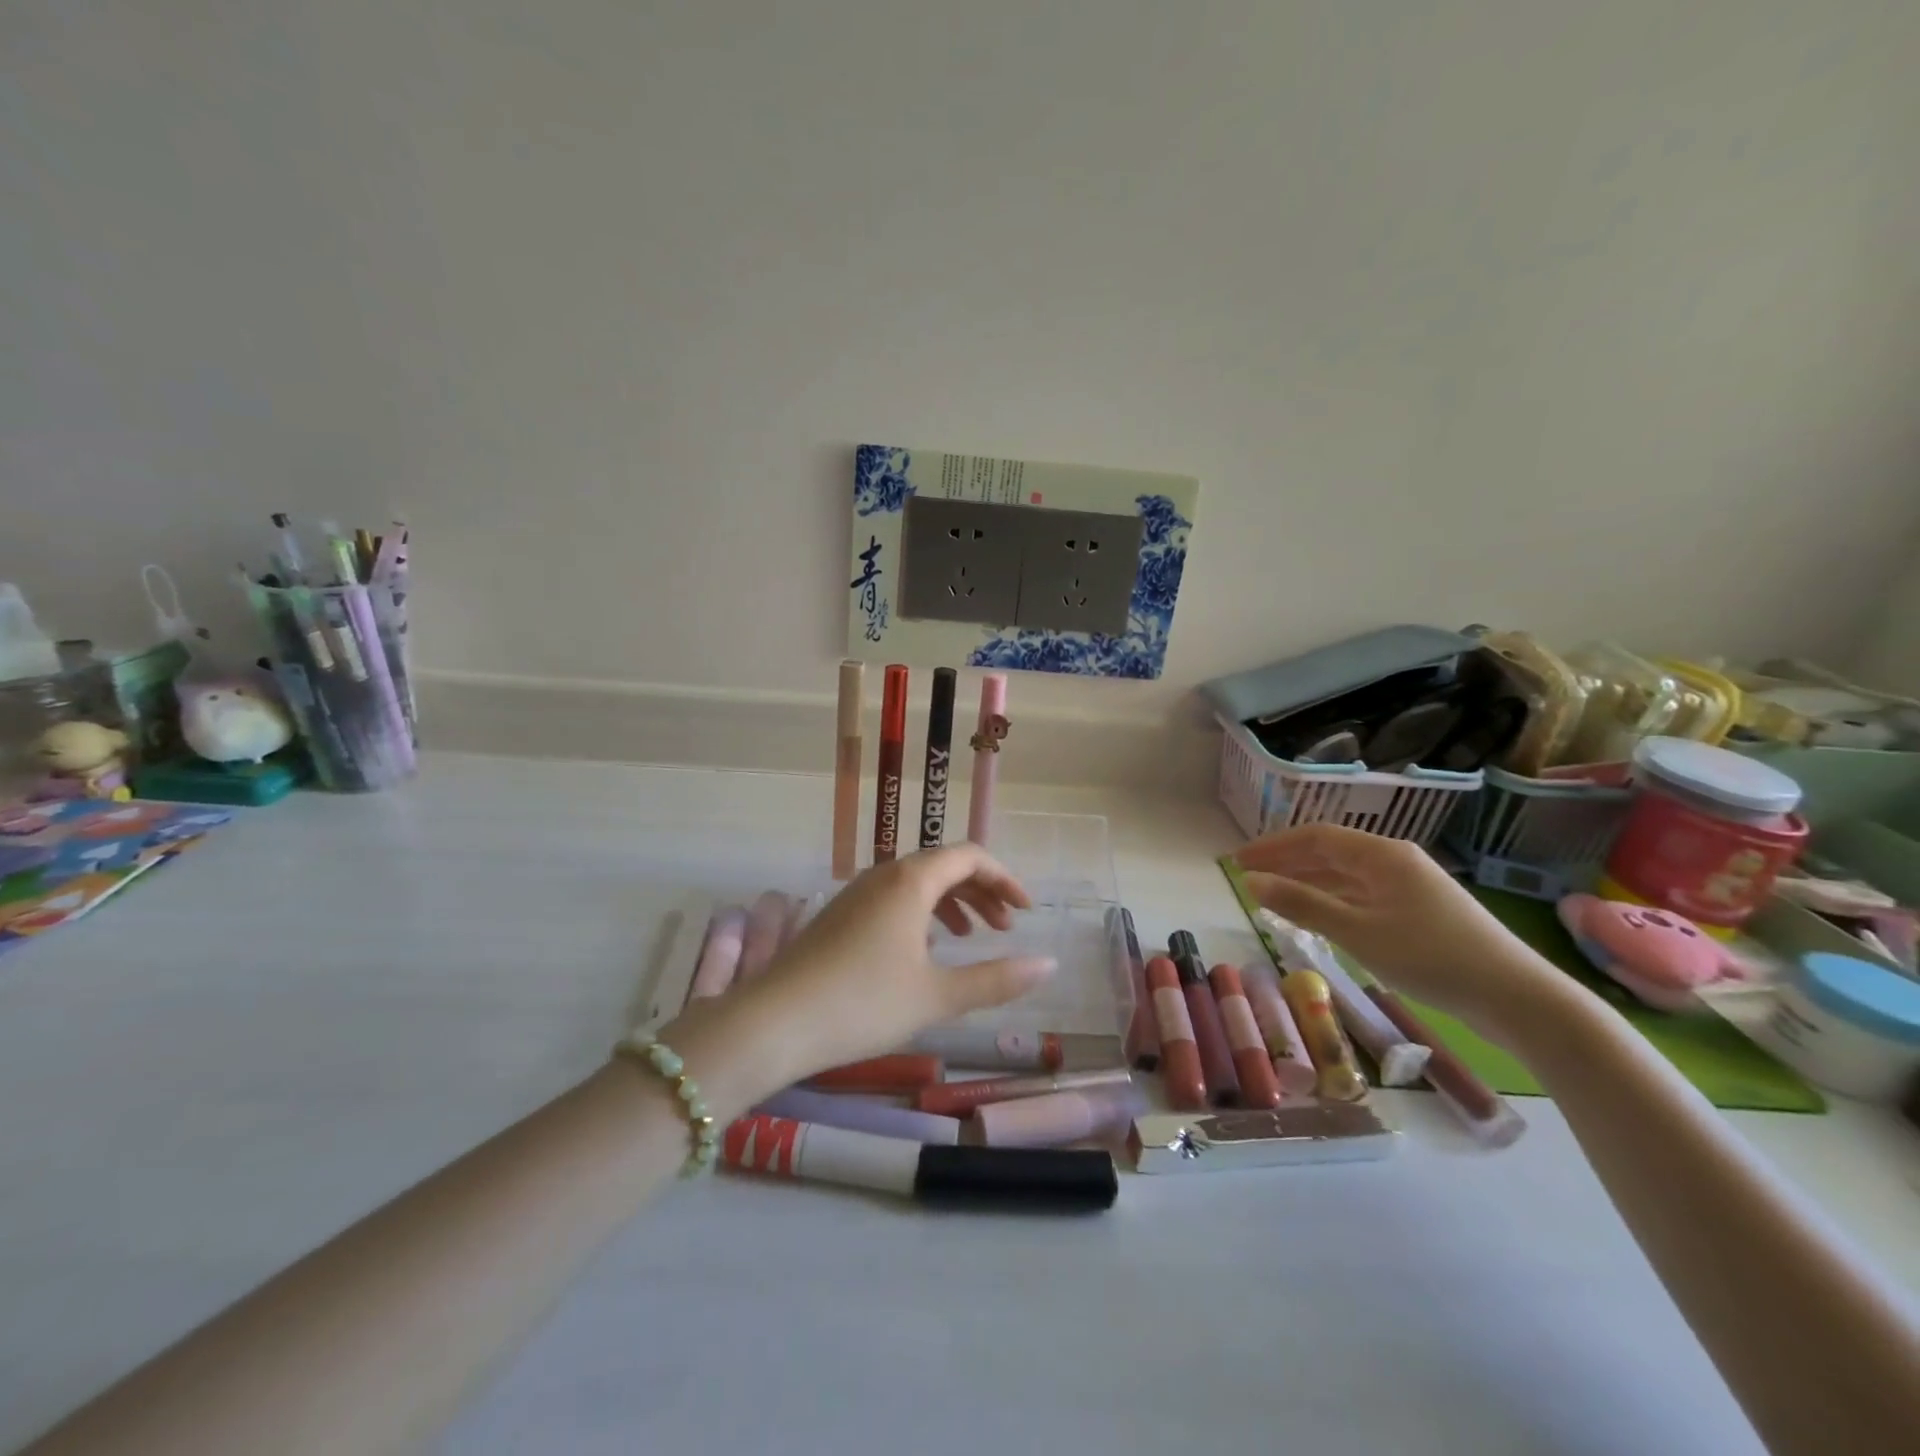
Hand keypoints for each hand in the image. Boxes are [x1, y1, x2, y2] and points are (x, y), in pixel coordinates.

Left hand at [664, 846, 1055, 1112]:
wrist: (774, 1021)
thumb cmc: (863, 1003)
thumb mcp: (937, 995)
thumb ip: (996, 979)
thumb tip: (1049, 965)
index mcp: (911, 880)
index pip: (969, 856)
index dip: (1004, 879)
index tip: (1025, 911)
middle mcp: (884, 874)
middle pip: (943, 865)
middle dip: (981, 892)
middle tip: (1004, 928)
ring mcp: (856, 893)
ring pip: (916, 883)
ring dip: (951, 903)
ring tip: (970, 937)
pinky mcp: (838, 915)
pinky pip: (892, 898)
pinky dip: (921, 913)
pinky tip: (924, 950)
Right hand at [1235, 824, 1564, 1040]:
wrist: (1518, 998)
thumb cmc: (1431, 958)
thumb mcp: (1357, 932)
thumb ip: (1302, 904)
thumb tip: (1252, 881)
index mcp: (1382, 854)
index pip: (1314, 837)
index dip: (1271, 846)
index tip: (1236, 862)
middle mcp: (1396, 861)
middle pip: (1330, 852)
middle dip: (1286, 862)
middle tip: (1247, 877)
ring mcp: (1411, 886)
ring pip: (1346, 875)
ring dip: (1307, 881)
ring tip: (1272, 894)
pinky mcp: (1422, 912)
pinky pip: (1363, 894)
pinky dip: (1333, 900)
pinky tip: (1318, 915)